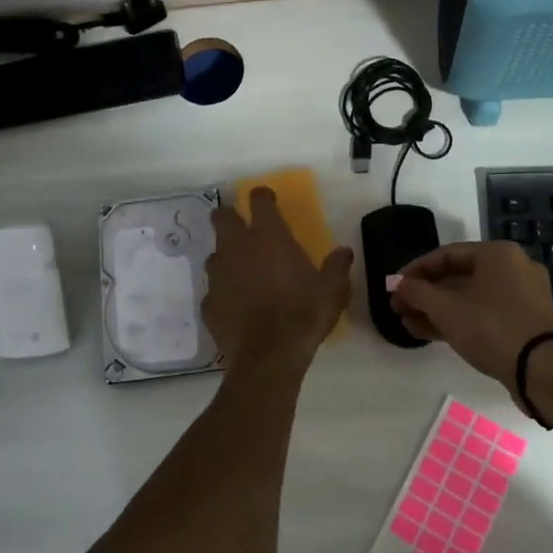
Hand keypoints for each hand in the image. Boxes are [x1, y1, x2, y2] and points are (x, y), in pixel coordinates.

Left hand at [203, 188, 353, 369]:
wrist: (268, 357)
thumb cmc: (303, 314)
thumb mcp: (331, 290)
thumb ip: (336, 266)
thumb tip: (344, 251)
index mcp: (268, 236)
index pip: (259, 199)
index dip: (263, 196)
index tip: (269, 201)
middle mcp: (237, 247)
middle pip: (222, 217)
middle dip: (230, 217)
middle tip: (243, 228)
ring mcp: (218, 274)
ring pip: (215, 254)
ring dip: (227, 258)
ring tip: (243, 273)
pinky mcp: (208, 302)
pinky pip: (214, 289)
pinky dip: (224, 292)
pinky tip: (237, 306)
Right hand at [391, 242, 552, 392]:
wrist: (541, 371)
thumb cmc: (491, 328)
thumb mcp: (446, 309)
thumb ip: (417, 293)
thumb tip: (399, 285)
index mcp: (498, 253)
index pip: (446, 255)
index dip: (415, 271)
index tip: (394, 288)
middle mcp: (514, 267)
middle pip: (458, 276)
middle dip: (425, 294)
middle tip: (400, 309)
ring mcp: (523, 295)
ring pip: (470, 297)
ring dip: (438, 310)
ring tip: (410, 325)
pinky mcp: (525, 320)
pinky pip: (485, 312)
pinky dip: (460, 319)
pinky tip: (432, 333)